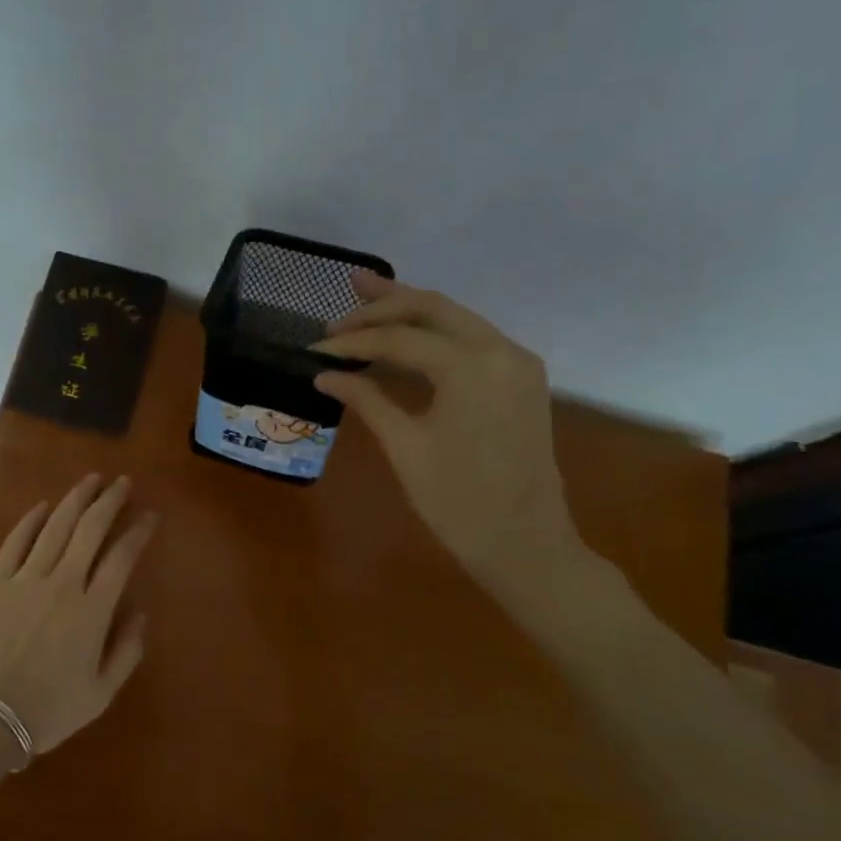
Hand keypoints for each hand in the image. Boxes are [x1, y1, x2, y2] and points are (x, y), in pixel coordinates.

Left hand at [0, 474, 157, 755]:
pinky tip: (42, 506)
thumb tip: (140, 612)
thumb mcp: (101, 693)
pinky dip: (31, 520)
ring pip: (55, 527)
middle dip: (109, 501)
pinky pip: (15, 541)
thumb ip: (126, 650)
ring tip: (90, 480)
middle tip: (122, 482)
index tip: (148, 516)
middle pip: (90, 529)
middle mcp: (62, 584)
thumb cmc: (47, 711)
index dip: (137, 532)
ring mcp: (25, 579)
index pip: (121, 558)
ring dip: (75, 500)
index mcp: (92, 611)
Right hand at [313, 274, 580, 584]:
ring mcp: (516, 362)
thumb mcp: (406, 447)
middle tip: (340, 305)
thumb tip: (325, 375)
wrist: (525, 544)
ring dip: (409, 310)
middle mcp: (500, 350)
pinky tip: (403, 333)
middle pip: (432, 308)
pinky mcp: (518, 378)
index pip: (399, 339)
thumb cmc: (458, 502)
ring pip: (454, 318)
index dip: (353, 342)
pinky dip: (433, 332)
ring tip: (365, 296)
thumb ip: (366, 400)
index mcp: (472, 367)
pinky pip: (470, 339)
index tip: (315, 348)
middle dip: (383, 304)